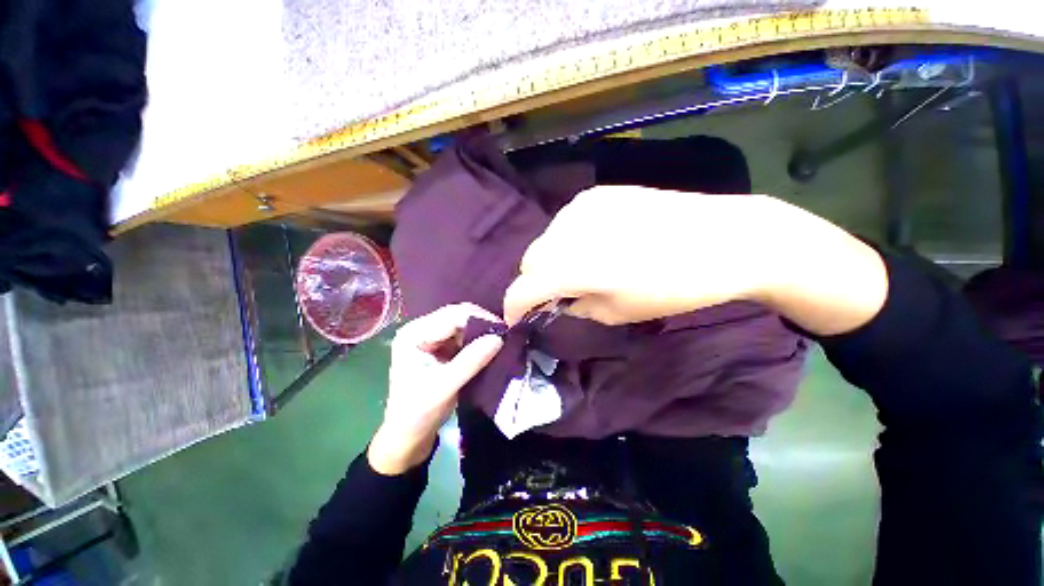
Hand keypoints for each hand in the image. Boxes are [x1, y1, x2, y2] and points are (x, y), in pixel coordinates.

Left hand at [368, 303, 503, 474]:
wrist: (409, 435)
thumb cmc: (418, 413)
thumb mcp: (444, 387)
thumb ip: (471, 361)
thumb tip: (499, 338)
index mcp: (414, 333)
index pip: (452, 315)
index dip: (479, 318)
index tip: (503, 330)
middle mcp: (422, 329)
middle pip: (458, 316)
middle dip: (482, 323)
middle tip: (505, 334)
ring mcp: (432, 337)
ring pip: (464, 324)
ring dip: (482, 331)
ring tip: (501, 340)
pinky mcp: (441, 347)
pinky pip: (465, 336)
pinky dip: (479, 340)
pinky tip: (490, 347)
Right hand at [503, 186, 886, 334]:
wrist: (723, 239)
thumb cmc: (673, 287)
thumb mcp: (618, 312)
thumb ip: (576, 306)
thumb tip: (558, 301)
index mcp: (572, 266)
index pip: (522, 288)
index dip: (514, 307)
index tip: (517, 319)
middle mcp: (568, 230)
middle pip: (530, 261)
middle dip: (535, 283)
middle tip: (557, 295)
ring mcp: (582, 207)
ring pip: (546, 240)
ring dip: (551, 260)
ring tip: (580, 269)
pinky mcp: (598, 194)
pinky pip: (566, 223)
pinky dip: (569, 240)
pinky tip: (595, 245)